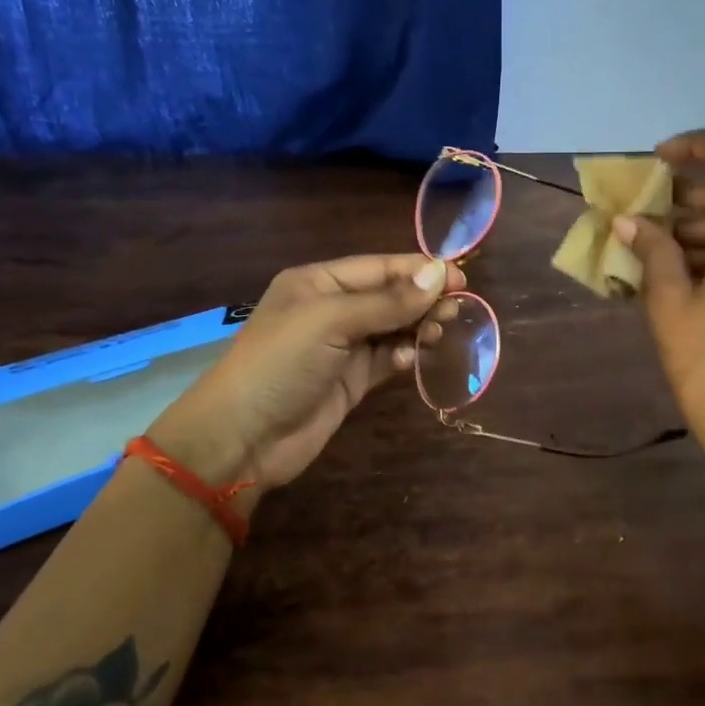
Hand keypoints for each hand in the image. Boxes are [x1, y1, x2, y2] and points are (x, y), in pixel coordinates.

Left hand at [151, 254, 463, 491]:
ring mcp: (341, 347)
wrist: (243, 437)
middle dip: (422, 299)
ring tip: (441, 332)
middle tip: (457, 309)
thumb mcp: (331, 321)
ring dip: (417, 327)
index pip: (379, 267)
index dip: (419, 270)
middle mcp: (331, 309)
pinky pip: (386, 359)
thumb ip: (387, 301)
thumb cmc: (281, 363)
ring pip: (392, 328)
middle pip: (389, 296)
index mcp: (319, 282)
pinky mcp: (350, 380)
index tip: (460, 278)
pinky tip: (413, 359)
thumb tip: (440, 273)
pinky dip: (403, 356)